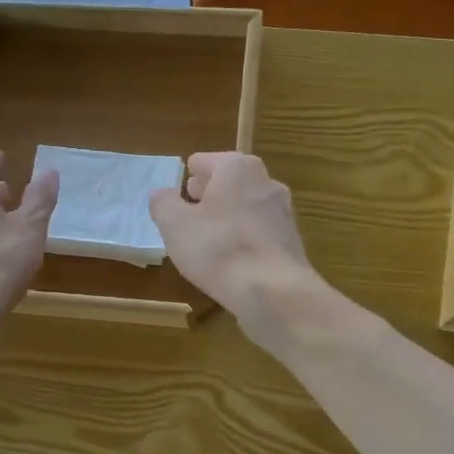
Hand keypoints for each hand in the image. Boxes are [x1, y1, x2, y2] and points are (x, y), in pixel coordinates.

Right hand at [149, 152, 323, 349]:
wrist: (273, 291)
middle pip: (230, 182)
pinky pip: (258, 232)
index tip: (180, 189)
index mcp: (237, 168)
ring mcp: (283, 212)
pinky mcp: (291, 241)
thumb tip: (163, 194)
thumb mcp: (175, 225)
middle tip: (190, 208)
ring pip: (246, 207)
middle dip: (210, 193)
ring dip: (228, 216)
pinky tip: (230, 258)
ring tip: (207, 237)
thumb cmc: (218, 248)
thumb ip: (163, 203)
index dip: (189, 174)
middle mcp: (265, 181)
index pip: (205, 161)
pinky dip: (243, 238)